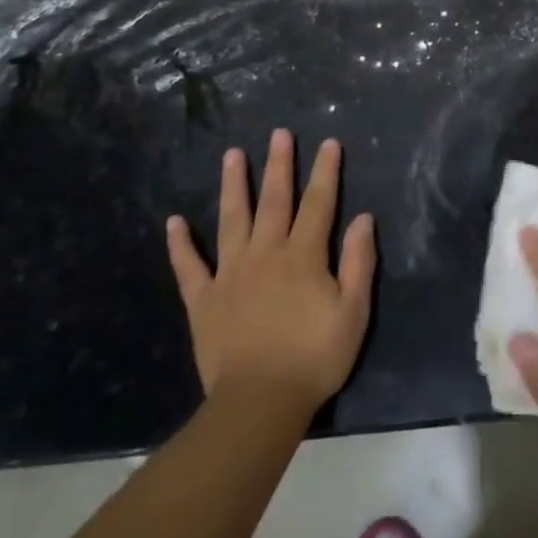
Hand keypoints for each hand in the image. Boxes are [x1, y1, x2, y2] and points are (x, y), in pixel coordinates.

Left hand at [167, 129, 375, 417]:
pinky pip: (189, 266)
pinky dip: (180, 243)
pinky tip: (175, 221)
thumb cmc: (314, 358)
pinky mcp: (203, 299)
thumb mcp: (354, 313)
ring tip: (232, 155)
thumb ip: (359, 262)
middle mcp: (265, 253)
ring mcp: (230, 274)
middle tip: (278, 133)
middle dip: (278, 165)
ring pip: (232, 219)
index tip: (329, 143)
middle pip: (274, 200)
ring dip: (233, 185)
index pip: (318, 203)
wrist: (259, 403)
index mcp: (303, 256)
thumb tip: (363, 218)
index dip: (325, 172)